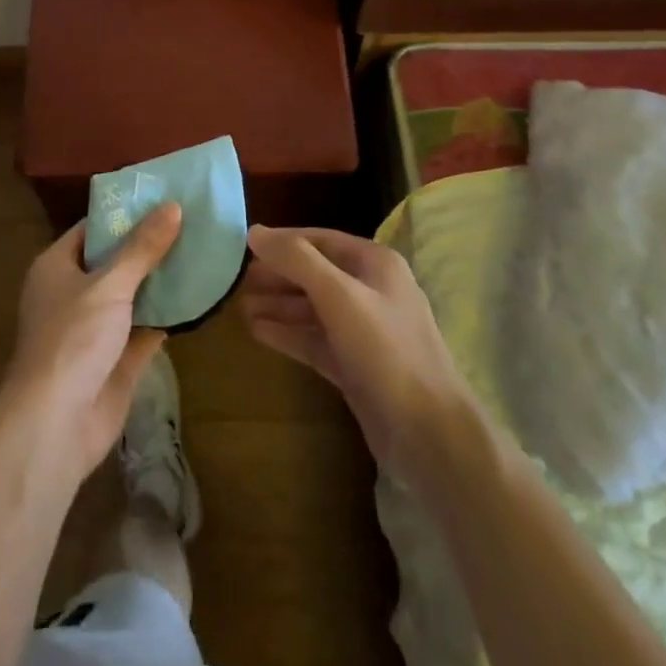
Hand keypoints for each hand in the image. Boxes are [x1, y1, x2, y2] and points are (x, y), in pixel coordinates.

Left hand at [1, 202, 182, 479]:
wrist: (55, 425)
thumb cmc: (72, 339)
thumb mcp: (109, 284)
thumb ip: (142, 248)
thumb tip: (174, 206)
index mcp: (57, 267)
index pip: (93, 228)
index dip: (125, 213)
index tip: (163, 198)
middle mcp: (73, 293)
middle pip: (116, 260)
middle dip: (150, 245)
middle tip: (192, 221)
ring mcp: (95, 328)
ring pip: (133, 295)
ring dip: (162, 280)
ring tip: (202, 251)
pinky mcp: (116, 359)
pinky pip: (145, 328)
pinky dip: (168, 315)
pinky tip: (199, 296)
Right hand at [241, 225, 475, 479]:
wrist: (429, 434)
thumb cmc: (386, 351)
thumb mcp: (339, 296)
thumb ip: (297, 260)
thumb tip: (254, 230)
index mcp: (375, 264)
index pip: (320, 240)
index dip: (283, 241)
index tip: (244, 246)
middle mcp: (371, 291)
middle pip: (315, 274)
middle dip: (278, 276)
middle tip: (237, 280)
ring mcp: (364, 331)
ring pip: (312, 309)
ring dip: (278, 306)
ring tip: (239, 306)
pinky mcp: (355, 366)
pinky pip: (315, 340)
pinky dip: (288, 334)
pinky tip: (257, 332)